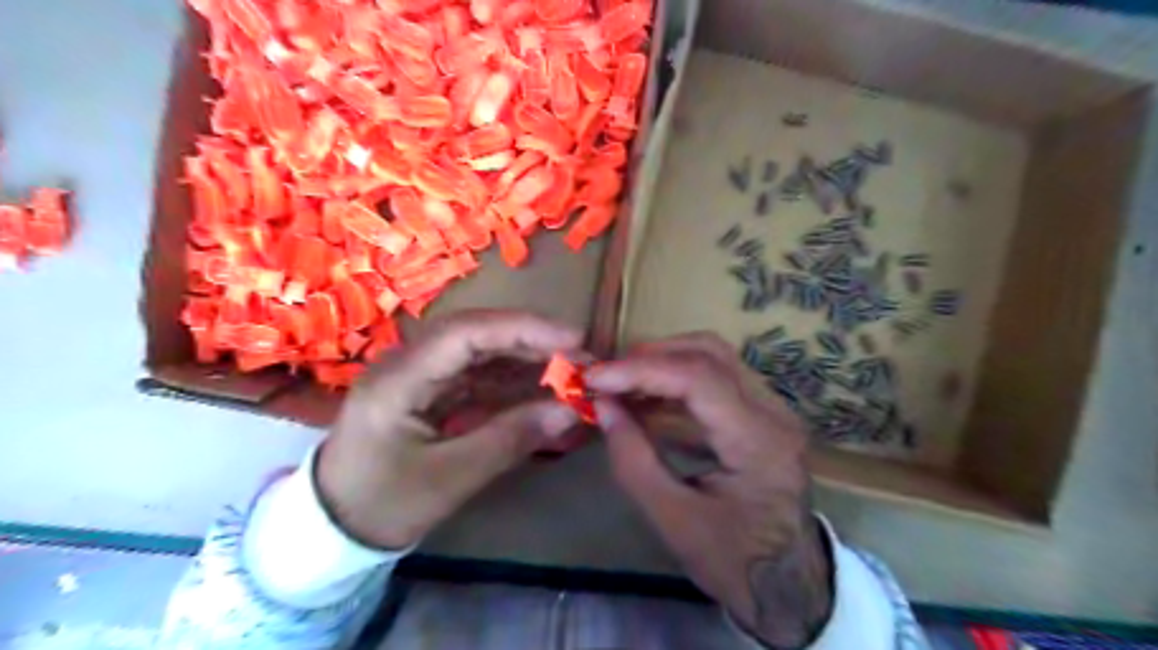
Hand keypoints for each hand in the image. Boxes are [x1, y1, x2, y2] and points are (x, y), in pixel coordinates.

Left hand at [315, 306, 582, 549]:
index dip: (522, 329)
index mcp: (399, 379)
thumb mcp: (449, 478)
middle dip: (531, 341)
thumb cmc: (382, 504)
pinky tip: (542, 388)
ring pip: (480, 352)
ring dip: (526, 359)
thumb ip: (510, 439)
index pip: (465, 333)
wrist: (334, 528)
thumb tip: (569, 412)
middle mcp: (407, 364)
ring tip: (570, 371)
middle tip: (581, 357)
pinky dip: (512, 381)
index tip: (572, 340)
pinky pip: (477, 375)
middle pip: (476, 334)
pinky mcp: (430, 390)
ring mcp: (419, 375)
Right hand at [588, 334, 833, 646]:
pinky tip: (648, 397)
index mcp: (758, 442)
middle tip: (608, 375)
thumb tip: (603, 406)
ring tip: (622, 383)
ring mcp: (774, 409)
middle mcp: (774, 413)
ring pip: (715, 357)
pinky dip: (678, 379)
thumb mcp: (673, 520)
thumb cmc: (733, 561)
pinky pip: (718, 378)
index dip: (641, 370)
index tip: (595, 377)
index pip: (698, 379)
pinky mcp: (764, 414)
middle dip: (651, 356)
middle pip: (710, 353)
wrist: (790, 584)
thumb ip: (633, 460)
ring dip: (664, 362)